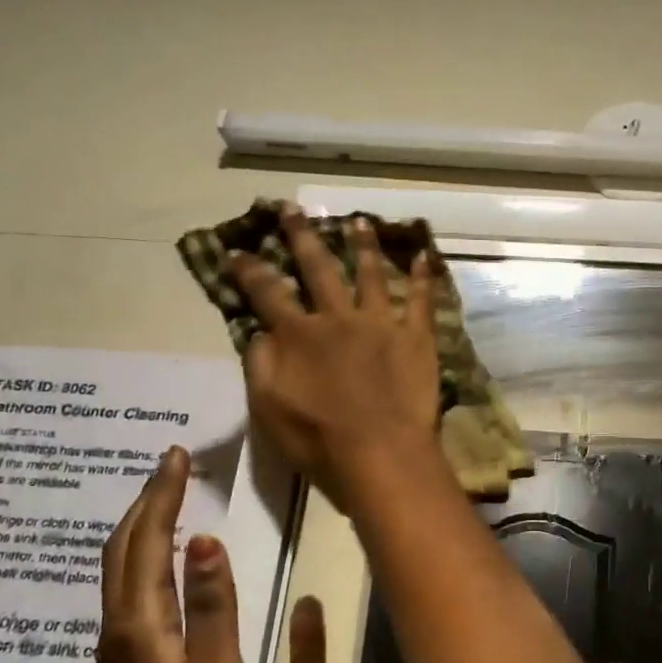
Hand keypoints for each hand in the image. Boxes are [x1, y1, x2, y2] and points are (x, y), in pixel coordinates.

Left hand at [98, 447, 261, 662]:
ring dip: (145, 524)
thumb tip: (207, 541)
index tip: (177, 455)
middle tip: (173, 463)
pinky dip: (148, 552)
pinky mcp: (132, 658)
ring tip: (171, 494)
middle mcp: (119, 629)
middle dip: (146, 501)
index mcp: (140, 628)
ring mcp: (121, 646)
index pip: (145, 544)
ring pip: (124, 567)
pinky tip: (169, 552)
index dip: (161, 496)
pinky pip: (133, 586)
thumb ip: (213, 607)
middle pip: (122, 549)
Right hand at [225, 204, 440, 508]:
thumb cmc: (319, 441)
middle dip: (302, 236)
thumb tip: (258, 331)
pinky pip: (421, 300)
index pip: (267, 293)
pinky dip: (423, 276)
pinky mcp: (416, 337)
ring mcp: (381, 324)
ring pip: (370, 274)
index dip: (250, 270)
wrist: (381, 454)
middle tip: (293, 208)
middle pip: (318, 268)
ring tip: (359, 222)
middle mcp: (338, 319)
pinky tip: (424, 255)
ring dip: (363, 246)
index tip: (237, 250)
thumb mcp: (268, 407)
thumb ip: (260, 364)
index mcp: (299, 336)